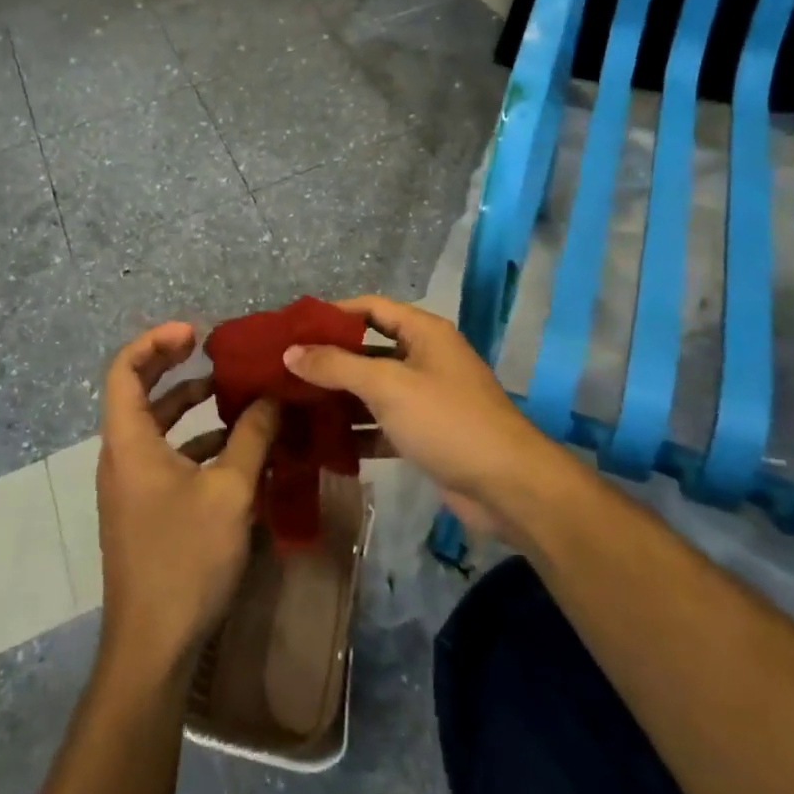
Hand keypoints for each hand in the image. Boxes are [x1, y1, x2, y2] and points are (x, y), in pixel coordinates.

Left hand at [96, 322, 278, 678]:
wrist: (153, 646)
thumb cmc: (186, 559)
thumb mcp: (230, 492)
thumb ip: (251, 437)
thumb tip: (272, 397)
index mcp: (129, 442)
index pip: (124, 369)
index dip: (155, 341)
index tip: (195, 333)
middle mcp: (122, 455)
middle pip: (137, 391)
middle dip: (172, 365)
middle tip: (210, 348)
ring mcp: (131, 484)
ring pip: (155, 426)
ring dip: (188, 404)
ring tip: (232, 392)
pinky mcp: (144, 508)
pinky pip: (165, 456)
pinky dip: (194, 441)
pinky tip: (235, 447)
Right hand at [284, 296, 560, 542]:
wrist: (508, 486)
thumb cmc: (446, 420)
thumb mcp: (387, 386)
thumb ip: (336, 366)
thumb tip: (290, 352)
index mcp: (423, 332)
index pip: (371, 308)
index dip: (333, 314)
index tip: (294, 328)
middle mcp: (425, 358)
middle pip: (369, 350)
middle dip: (330, 360)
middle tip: (286, 370)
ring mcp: (427, 398)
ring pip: (374, 390)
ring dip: (340, 398)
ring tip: (295, 406)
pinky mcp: (426, 434)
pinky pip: (384, 424)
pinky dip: (359, 431)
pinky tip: (325, 444)